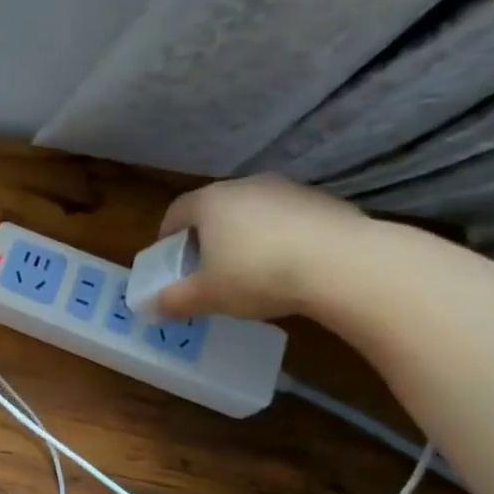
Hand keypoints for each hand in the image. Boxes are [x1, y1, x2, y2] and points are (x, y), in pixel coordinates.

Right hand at [154, 175, 373, 319]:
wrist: (341, 264)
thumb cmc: (256, 274)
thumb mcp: (206, 296)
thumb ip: (175, 300)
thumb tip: (152, 308)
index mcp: (210, 202)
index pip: (177, 211)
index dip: (167, 236)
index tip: (168, 259)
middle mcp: (246, 186)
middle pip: (216, 209)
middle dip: (208, 237)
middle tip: (207, 269)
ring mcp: (289, 190)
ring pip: (255, 213)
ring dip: (246, 236)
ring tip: (251, 271)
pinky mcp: (325, 202)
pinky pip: (290, 220)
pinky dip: (282, 239)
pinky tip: (289, 268)